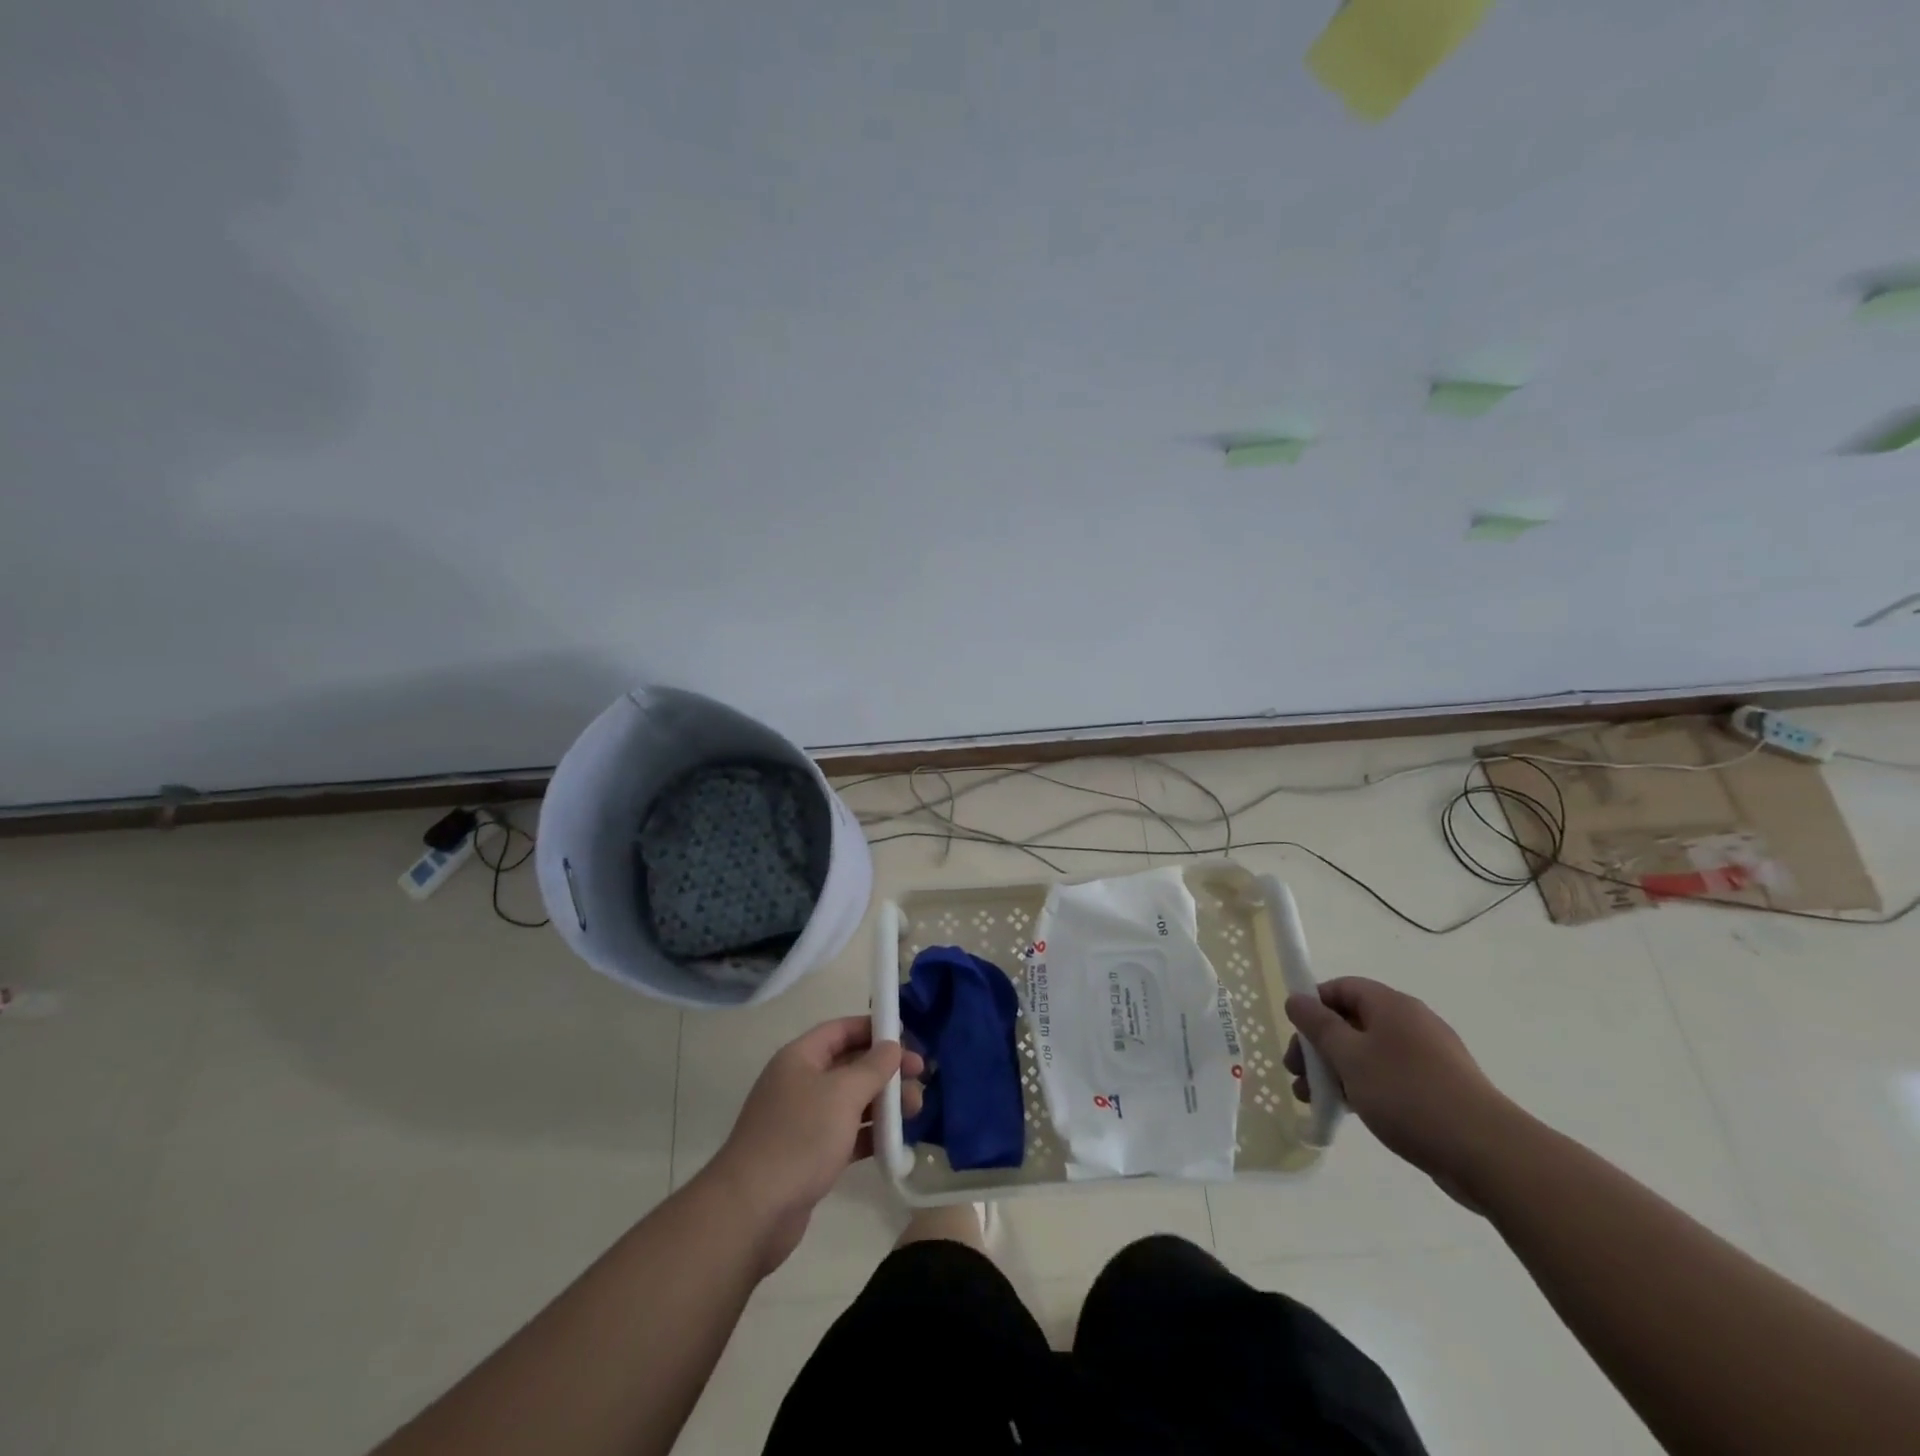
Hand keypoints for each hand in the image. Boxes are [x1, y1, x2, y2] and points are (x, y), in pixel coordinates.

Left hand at [704, 1017, 923, 1275]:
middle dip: (886, 1070)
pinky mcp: (810, 1155)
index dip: (875, 1029)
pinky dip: (871, 1134)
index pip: (842, 1029)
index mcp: (801, 1057)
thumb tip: (892, 1046)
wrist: (752, 1212)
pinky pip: (848, 1133)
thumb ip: (872, 1066)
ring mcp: (804, 1120)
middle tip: (922, 1079)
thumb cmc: (799, 1138)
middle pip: (850, 1065)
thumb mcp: (842, 1094)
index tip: (909, 1040)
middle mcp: (800, 1082)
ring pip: (852, 1101)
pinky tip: (897, 1142)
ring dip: (884, 1102)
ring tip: (916, 1111)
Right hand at [1284, 977, 1513, 1203]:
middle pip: (1352, 1021)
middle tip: (1298, 1077)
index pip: (1342, 988)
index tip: (1296, 1036)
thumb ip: (1318, 1025)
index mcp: (1391, 1006)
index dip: (1313, 1005)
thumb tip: (1296, 998)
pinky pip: (1390, 1077)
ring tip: (1316, 1101)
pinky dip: (1365, 1087)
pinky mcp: (1440, 1089)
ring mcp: (1429, 1057)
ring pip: (1369, 1053)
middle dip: (1319, 1046)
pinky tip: (1352, 1113)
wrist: (1488, 1154)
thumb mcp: (1350, 1057)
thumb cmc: (1408, 1095)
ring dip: (1337, 1071)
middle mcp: (1412, 1023)